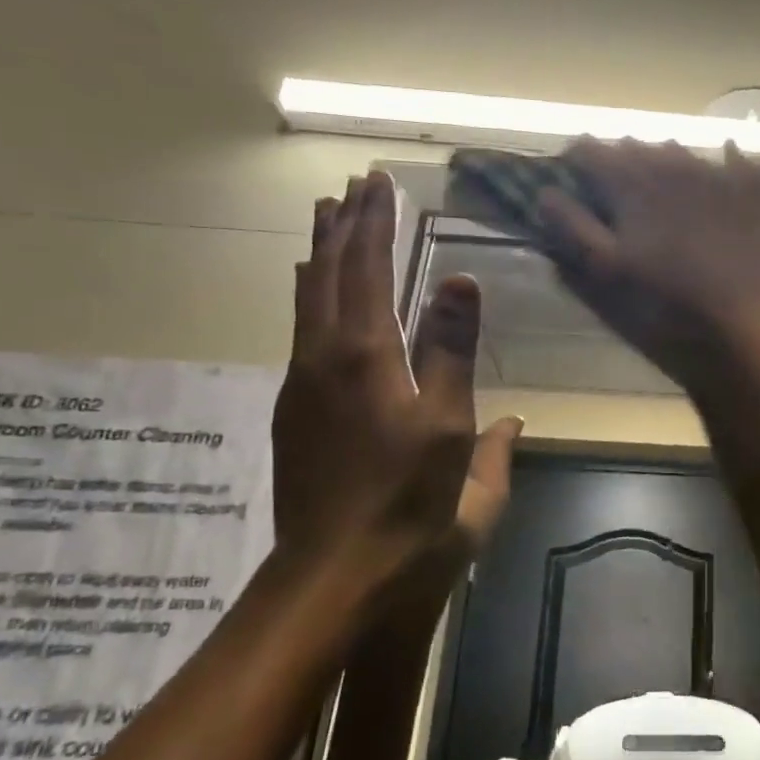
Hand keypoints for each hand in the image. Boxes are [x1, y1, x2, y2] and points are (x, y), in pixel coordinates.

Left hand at [273, 171, 513, 586]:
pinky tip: (317, 302)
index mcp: (363, 356)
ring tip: (326, 224)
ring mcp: (302, 389)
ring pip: (306, 304)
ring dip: (320, 258)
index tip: (377, 180)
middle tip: (349, 187)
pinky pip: (303, 334)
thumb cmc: (410, 506)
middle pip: (324, 276)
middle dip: (340, 228)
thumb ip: (452, 351)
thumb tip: (461, 280)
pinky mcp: (297, 416)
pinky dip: (312, 298)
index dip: (372, 222)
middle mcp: (321, 360)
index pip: (365, 269)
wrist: (336, 579)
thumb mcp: (449, 429)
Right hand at [537, 140, 759, 387]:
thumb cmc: (668, 293)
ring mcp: (714, 172)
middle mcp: (670, 164)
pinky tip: (727, 154)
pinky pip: (736, 159)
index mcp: (630, 181)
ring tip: (656, 173)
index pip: (590, 150)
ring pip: (679, 149)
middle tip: (610, 181)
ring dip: (662, 157)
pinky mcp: (749, 189)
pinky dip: (727, 156)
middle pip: (635, 146)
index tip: (570, 176)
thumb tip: (545, 192)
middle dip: (618, 158)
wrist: (750, 305)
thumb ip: (574, 226)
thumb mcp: (608, 267)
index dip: (575, 159)